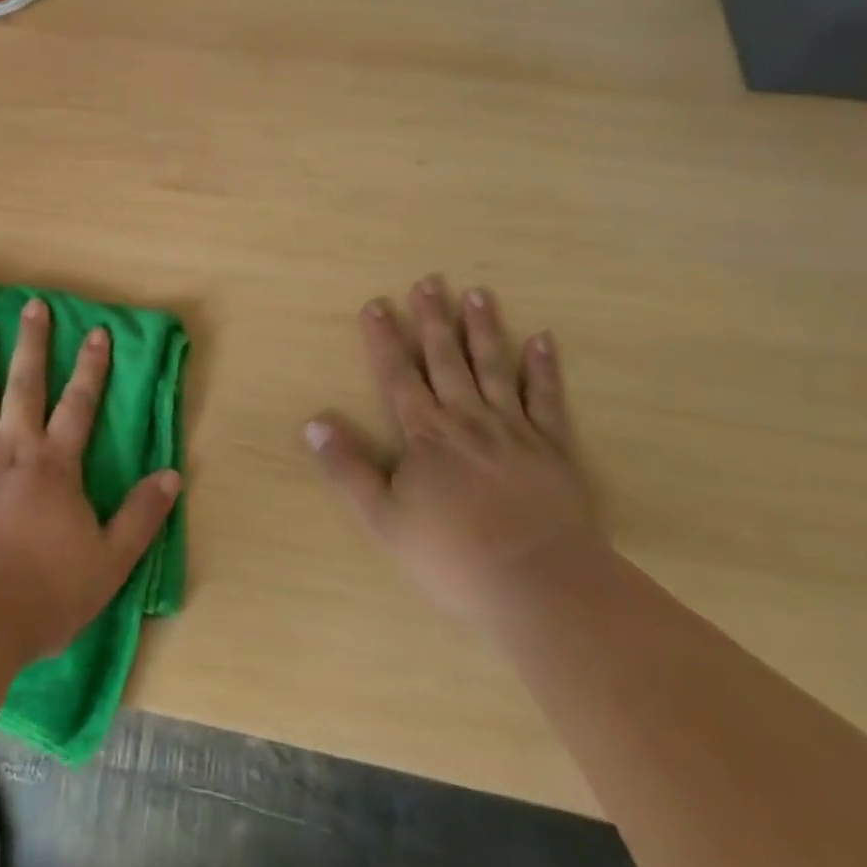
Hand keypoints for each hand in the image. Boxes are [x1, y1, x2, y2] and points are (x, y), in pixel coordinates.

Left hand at [0, 298, 181, 664]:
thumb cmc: (45, 592)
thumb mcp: (109, 561)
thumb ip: (140, 515)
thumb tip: (171, 474)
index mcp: (55, 464)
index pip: (79, 403)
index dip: (91, 366)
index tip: (96, 331)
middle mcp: (14, 448)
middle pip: (26, 385)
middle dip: (33, 343)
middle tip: (32, 305)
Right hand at [305, 275, 604, 621]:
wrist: (542, 585)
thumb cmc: (454, 555)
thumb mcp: (383, 518)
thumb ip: (348, 468)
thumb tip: (313, 423)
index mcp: (426, 433)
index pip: (398, 374)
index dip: (385, 338)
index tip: (377, 303)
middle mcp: (468, 419)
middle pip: (446, 359)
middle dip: (433, 319)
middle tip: (429, 281)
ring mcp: (514, 430)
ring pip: (495, 367)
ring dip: (484, 329)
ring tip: (478, 293)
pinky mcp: (554, 450)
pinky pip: (548, 400)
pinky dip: (545, 369)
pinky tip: (544, 340)